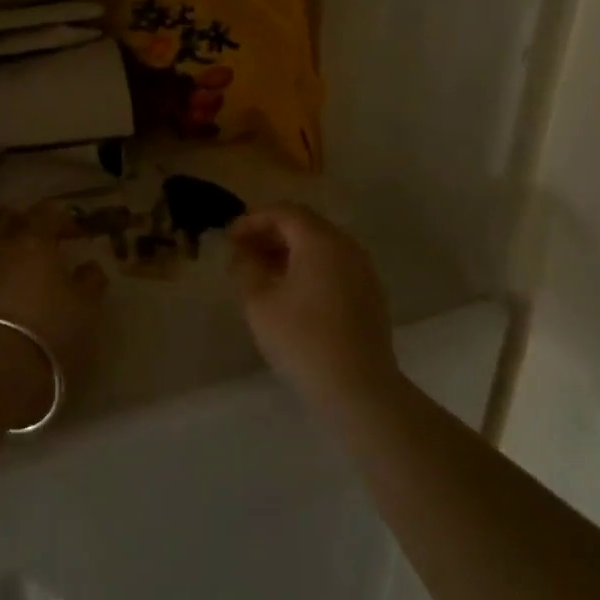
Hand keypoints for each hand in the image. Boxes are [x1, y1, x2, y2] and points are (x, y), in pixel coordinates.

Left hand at [0, 204, 107, 427]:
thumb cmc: (49, 332)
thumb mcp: (86, 308)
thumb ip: (90, 281)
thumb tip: (89, 267)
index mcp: (33, 240)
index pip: (46, 213)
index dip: (62, 220)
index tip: (74, 236)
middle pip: (5, 217)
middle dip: (22, 223)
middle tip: (39, 242)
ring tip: (11, 266)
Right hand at [229, 206, 397, 407]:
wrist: (358, 387)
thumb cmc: (302, 339)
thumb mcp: (259, 301)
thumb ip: (246, 267)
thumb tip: (243, 252)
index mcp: (320, 240)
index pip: (283, 212)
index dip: (252, 220)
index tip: (229, 239)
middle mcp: (346, 246)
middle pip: (304, 225)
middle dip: (270, 234)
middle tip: (242, 253)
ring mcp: (363, 270)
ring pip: (320, 246)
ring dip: (289, 251)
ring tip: (261, 273)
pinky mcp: (369, 293)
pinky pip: (334, 265)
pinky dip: (308, 267)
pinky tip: (290, 292)